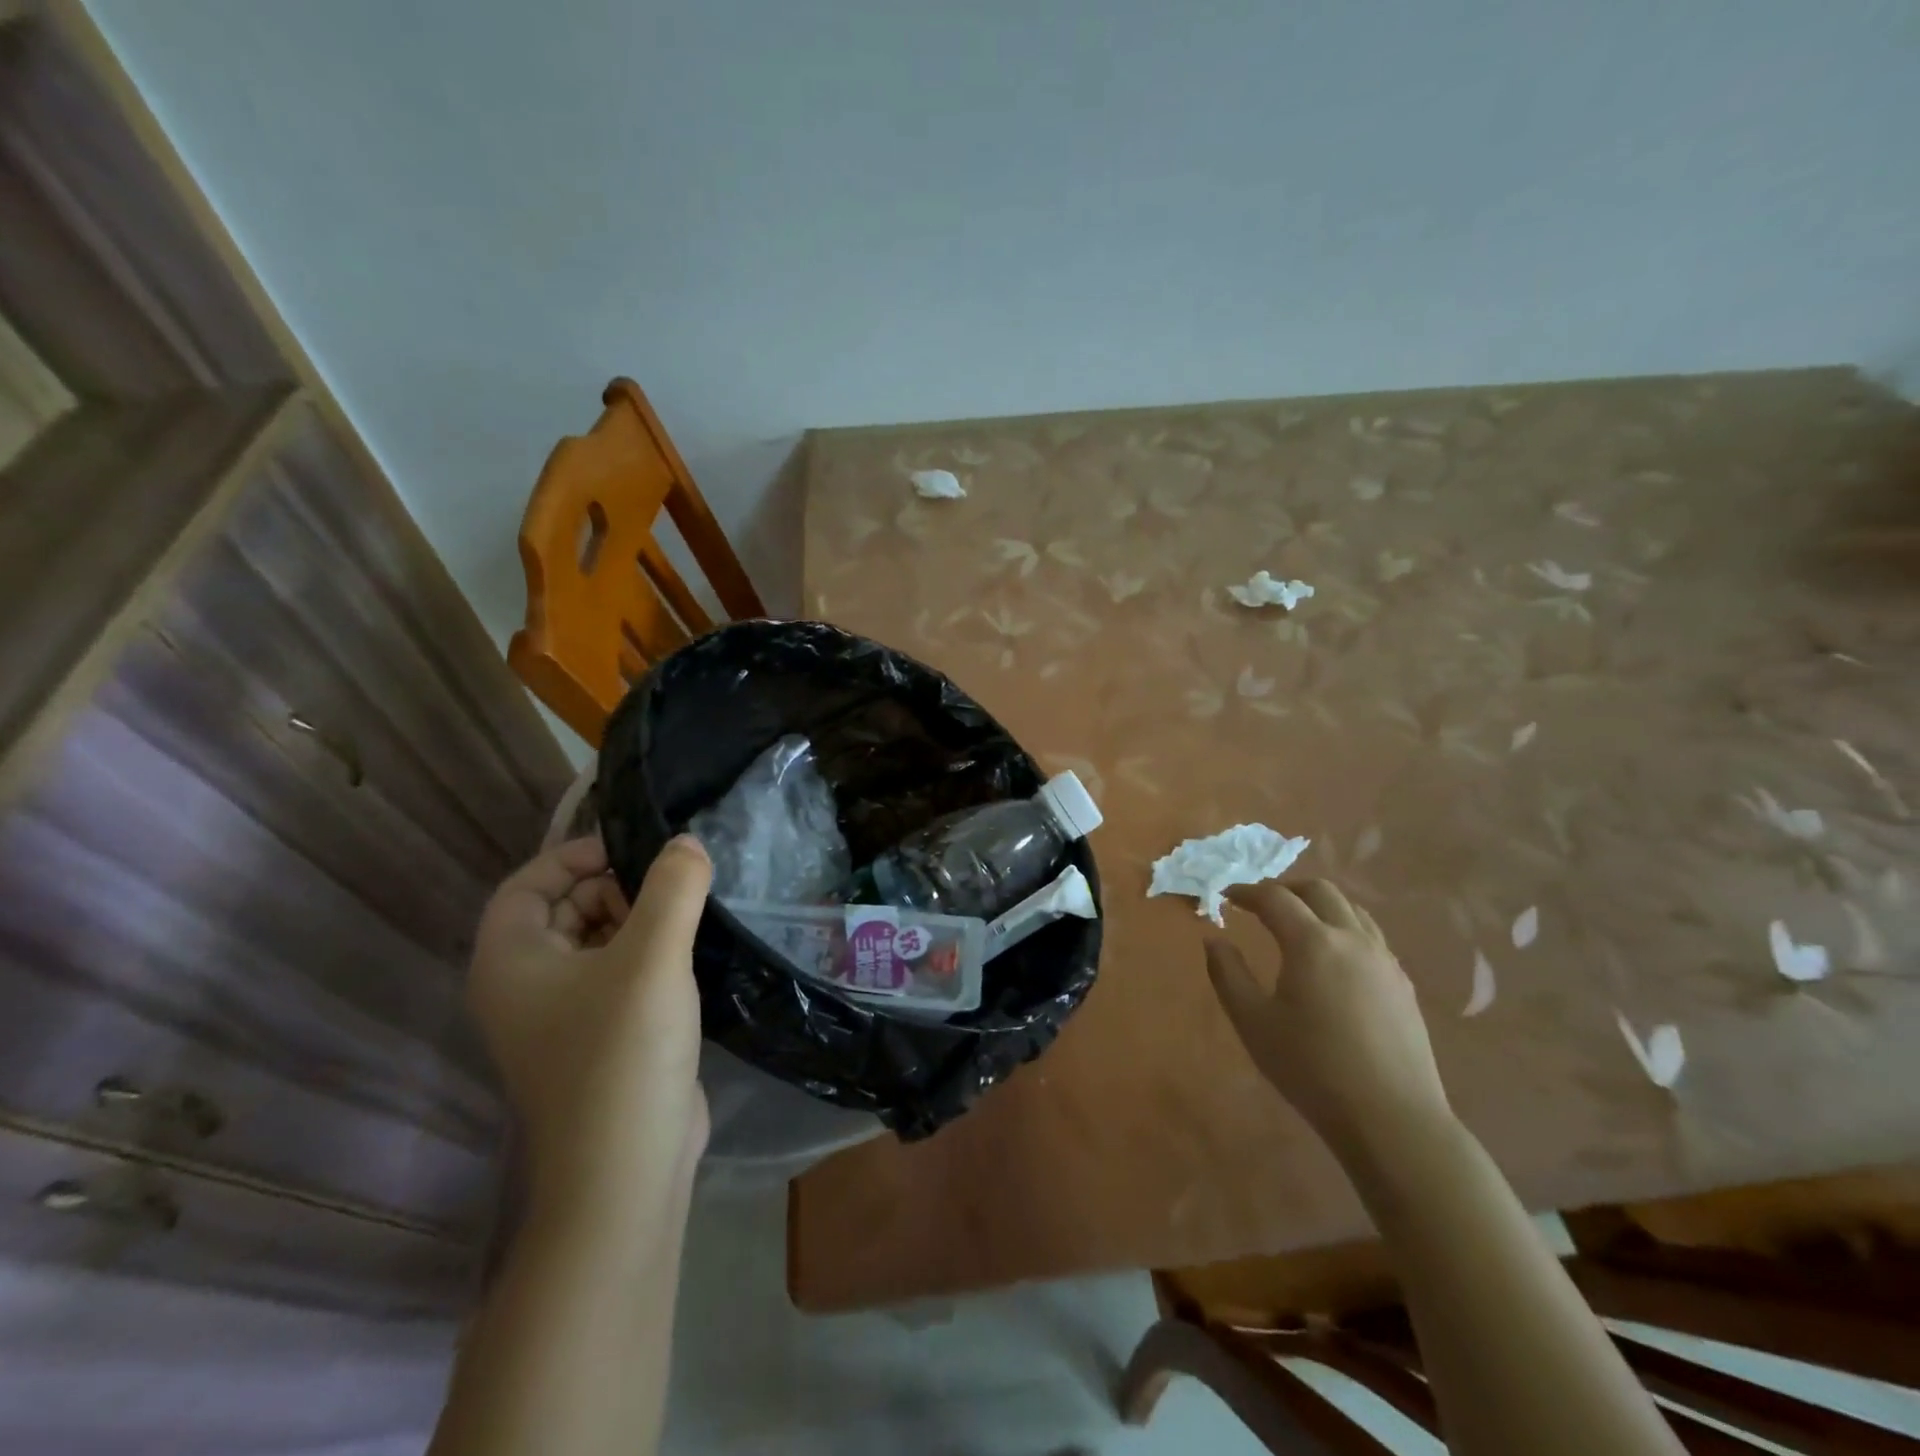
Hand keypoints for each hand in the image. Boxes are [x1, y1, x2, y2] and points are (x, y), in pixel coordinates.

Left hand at [466, 834, 712, 1222]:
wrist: (627, 1170)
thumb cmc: (624, 1052)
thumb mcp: (653, 956)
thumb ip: (673, 887)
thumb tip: (686, 842)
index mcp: (510, 962)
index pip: (527, 883)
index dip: (575, 856)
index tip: (634, 848)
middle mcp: (525, 987)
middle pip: (562, 909)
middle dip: (615, 888)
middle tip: (672, 888)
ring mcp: (561, 1017)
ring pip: (594, 942)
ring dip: (638, 920)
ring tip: (688, 917)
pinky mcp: (599, 1038)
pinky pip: (616, 974)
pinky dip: (647, 954)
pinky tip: (689, 953)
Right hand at [1205, 879, 1451, 1155]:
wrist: (1392, 1119)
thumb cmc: (1312, 1068)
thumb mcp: (1253, 1023)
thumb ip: (1227, 974)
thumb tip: (1213, 940)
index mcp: (1312, 942)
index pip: (1275, 898)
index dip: (1247, 892)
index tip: (1227, 896)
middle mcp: (1352, 939)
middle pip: (1320, 891)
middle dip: (1286, 889)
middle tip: (1261, 904)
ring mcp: (1384, 960)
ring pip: (1351, 909)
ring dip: (1319, 905)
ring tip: (1298, 923)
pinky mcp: (1403, 984)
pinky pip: (1371, 936)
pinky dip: (1344, 928)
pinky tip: (1334, 959)